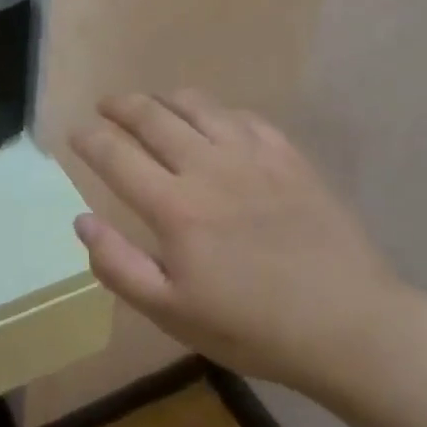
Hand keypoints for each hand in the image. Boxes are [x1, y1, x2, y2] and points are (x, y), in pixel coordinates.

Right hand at [69, 90, 408, 399]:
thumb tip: (81, 221)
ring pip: (196, 105)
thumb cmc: (252, 327)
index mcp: (174, 207)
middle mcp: (208, 168)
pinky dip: (216, 111)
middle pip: (151, 116)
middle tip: (105, 106)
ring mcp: (252, 157)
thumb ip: (119, 266)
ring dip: (164, 99)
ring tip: (152, 104)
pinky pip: (242, 116)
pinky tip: (213, 122)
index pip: (115, 155)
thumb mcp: (172, 313)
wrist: (351, 326)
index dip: (88, 138)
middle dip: (120, 105)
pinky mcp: (289, 157)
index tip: (75, 133)